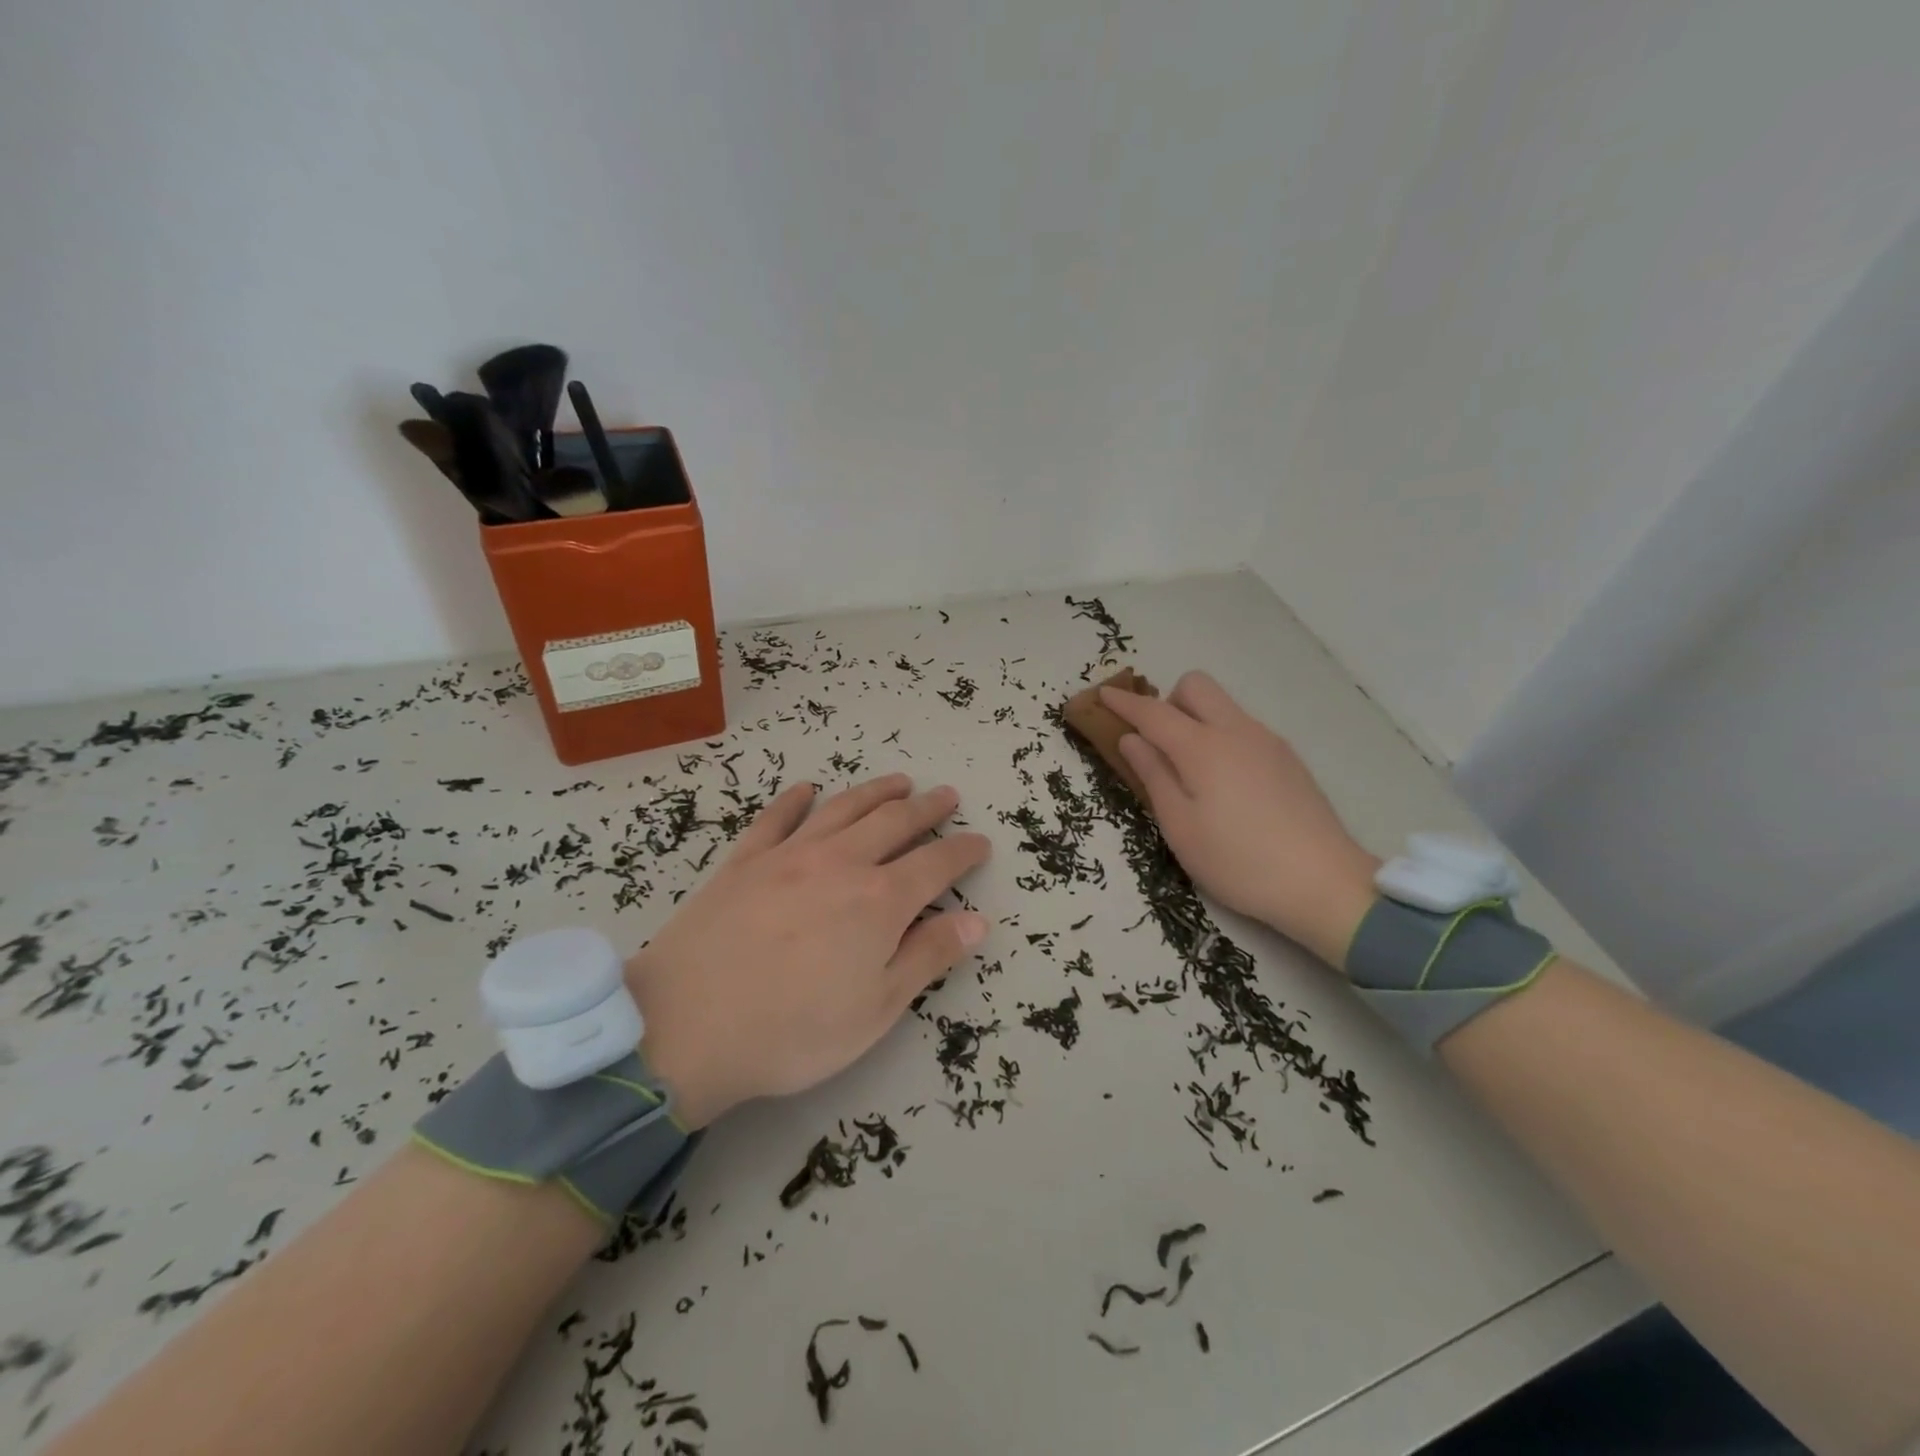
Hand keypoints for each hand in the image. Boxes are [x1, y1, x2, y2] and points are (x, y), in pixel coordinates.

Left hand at [624, 775, 991, 1127]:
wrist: (685, 1027)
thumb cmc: (792, 1031)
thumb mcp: (875, 1009)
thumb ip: (928, 957)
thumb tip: (976, 921)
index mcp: (879, 901)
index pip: (936, 864)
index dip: (963, 851)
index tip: (980, 842)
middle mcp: (840, 863)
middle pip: (894, 823)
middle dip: (926, 808)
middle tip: (946, 796)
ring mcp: (788, 855)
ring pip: (843, 809)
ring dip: (876, 791)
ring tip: (899, 781)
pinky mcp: (744, 861)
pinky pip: (776, 818)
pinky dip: (795, 799)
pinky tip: (805, 789)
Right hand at [1100, 672, 1378, 967]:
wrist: (1323, 883)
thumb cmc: (1238, 860)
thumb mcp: (1180, 826)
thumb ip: (1153, 775)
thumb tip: (1132, 739)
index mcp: (1202, 747)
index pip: (1153, 712)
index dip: (1124, 702)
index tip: (1101, 694)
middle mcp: (1236, 731)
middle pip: (1195, 686)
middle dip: (1167, 700)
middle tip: (1157, 744)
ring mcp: (1268, 741)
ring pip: (1223, 706)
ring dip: (1196, 719)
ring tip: (1190, 772)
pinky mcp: (1288, 758)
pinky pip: (1243, 728)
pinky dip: (1221, 737)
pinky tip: (1226, 785)